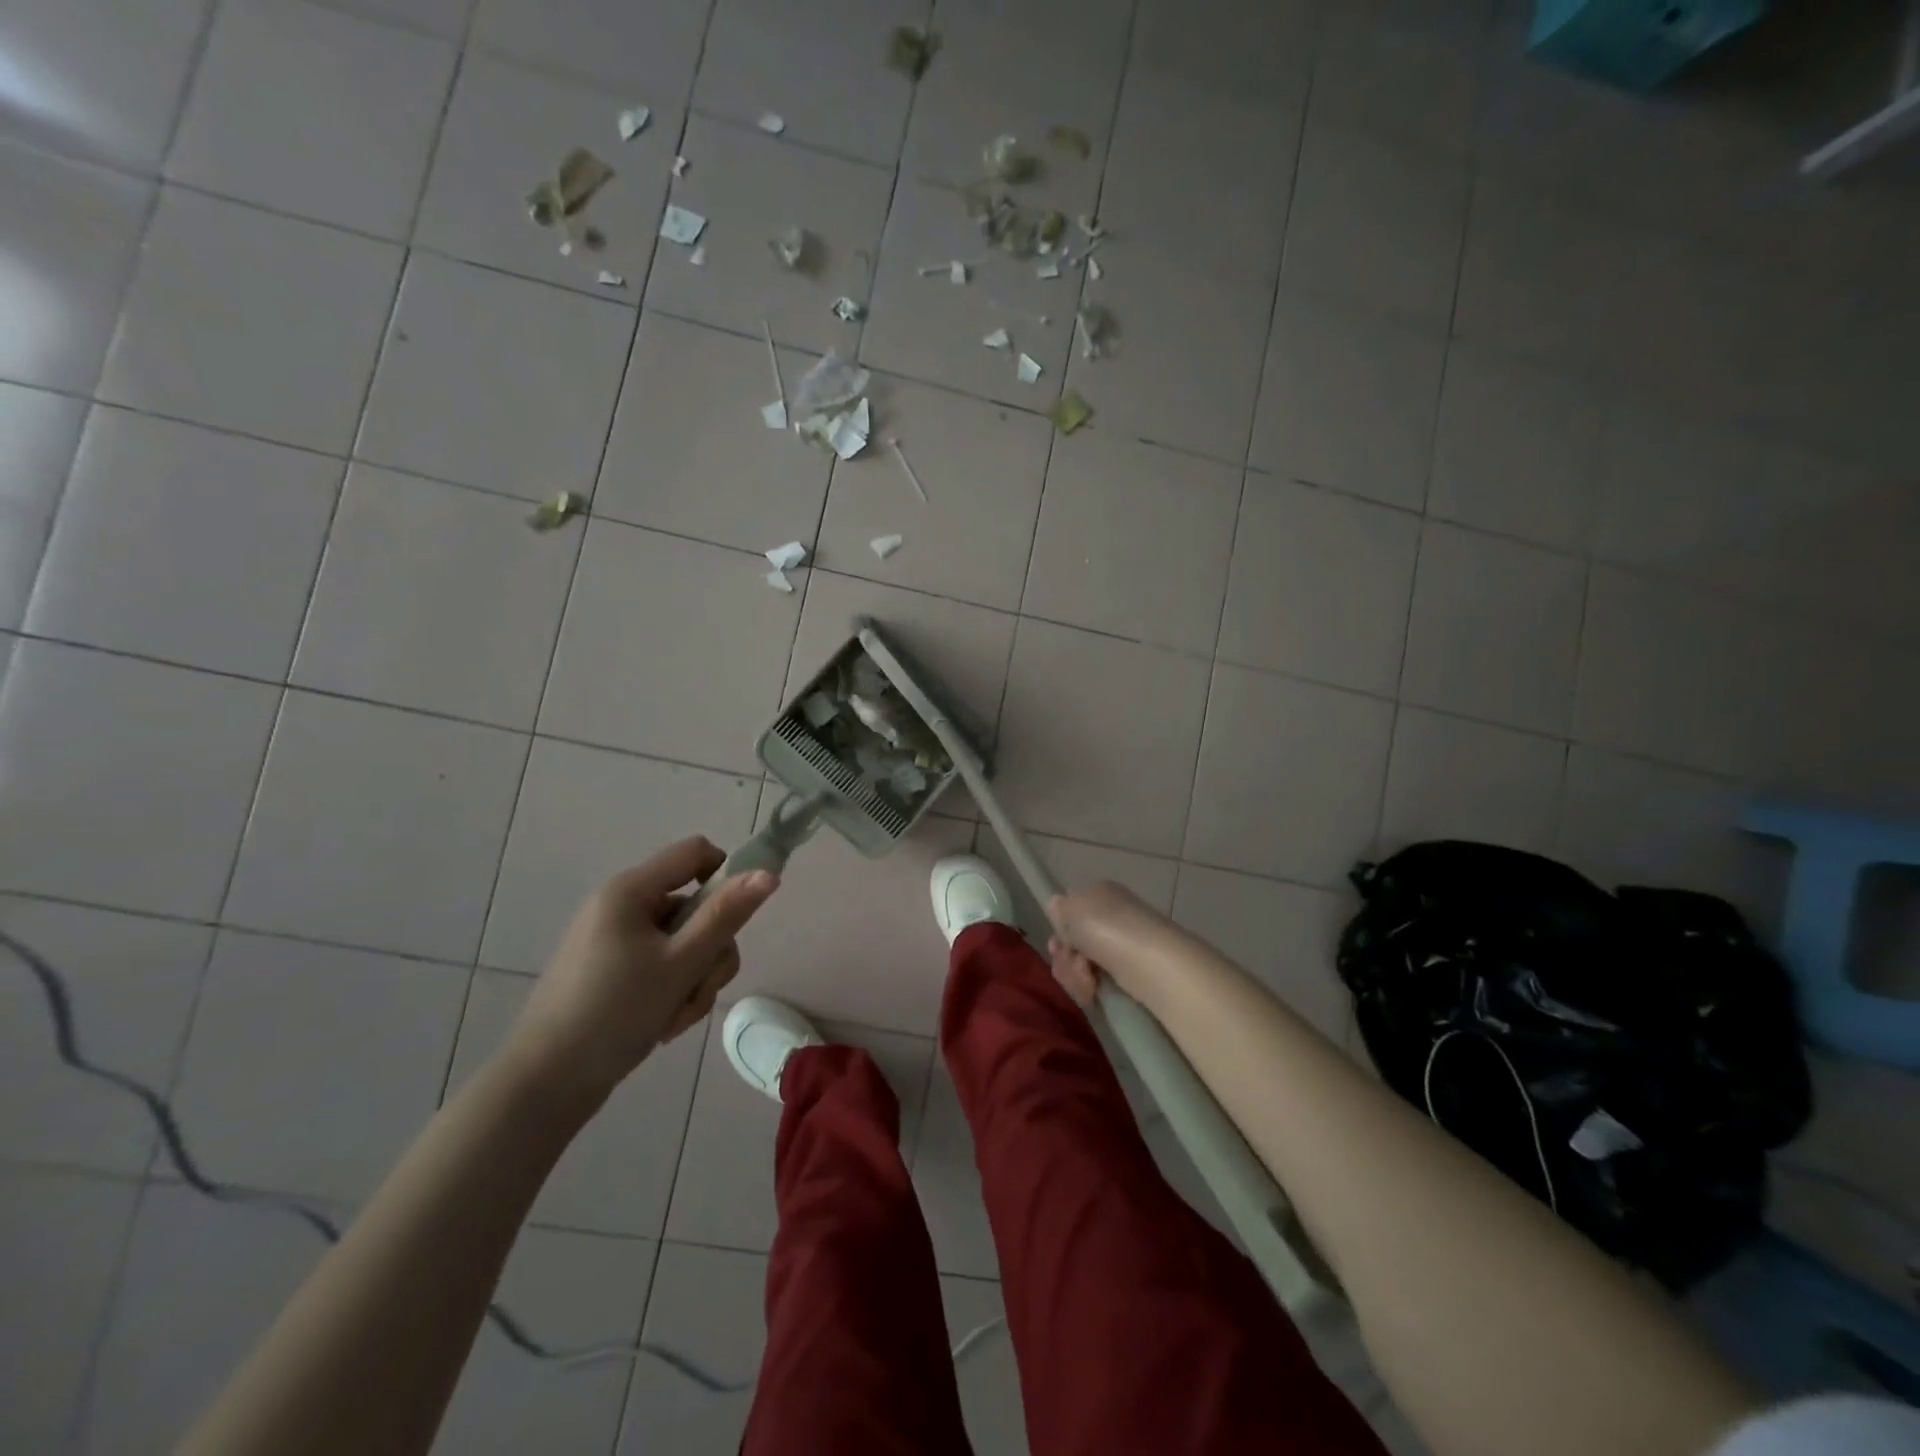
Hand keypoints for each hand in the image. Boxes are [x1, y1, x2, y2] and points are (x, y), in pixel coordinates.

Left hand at [507, 838, 778, 1098]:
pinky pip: (663, 966)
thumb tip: (768, 873)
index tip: (736, 919)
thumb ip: (726, 915)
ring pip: (685, 943)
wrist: (544, 1084)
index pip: (696, 852)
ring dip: (694, 979)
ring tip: (676, 1017)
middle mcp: (622, 906)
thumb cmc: (614, 1012)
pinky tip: (662, 1025)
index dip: (727, 875)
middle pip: (696, 906)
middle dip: (709, 952)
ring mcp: (616, 941)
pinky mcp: (613, 972)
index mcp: (631, 890)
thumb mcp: (681, 963)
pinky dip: (673, 991)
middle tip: (698, 989)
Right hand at [1045, 880, 1176, 1005]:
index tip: (1056, 944)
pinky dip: (1089, 987)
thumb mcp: (1071, 908)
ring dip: (1074, 973)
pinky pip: (1096, 980)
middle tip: (1072, 960)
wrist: (1148, 962)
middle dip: (1065, 956)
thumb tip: (1056, 906)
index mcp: (1099, 894)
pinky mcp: (1128, 974)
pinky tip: (1093, 990)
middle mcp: (1111, 917)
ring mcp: (1120, 946)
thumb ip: (1058, 908)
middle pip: (1073, 941)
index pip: (1071, 911)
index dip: (1060, 930)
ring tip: (1087, 978)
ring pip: (1081, 964)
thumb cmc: (1106, 927)